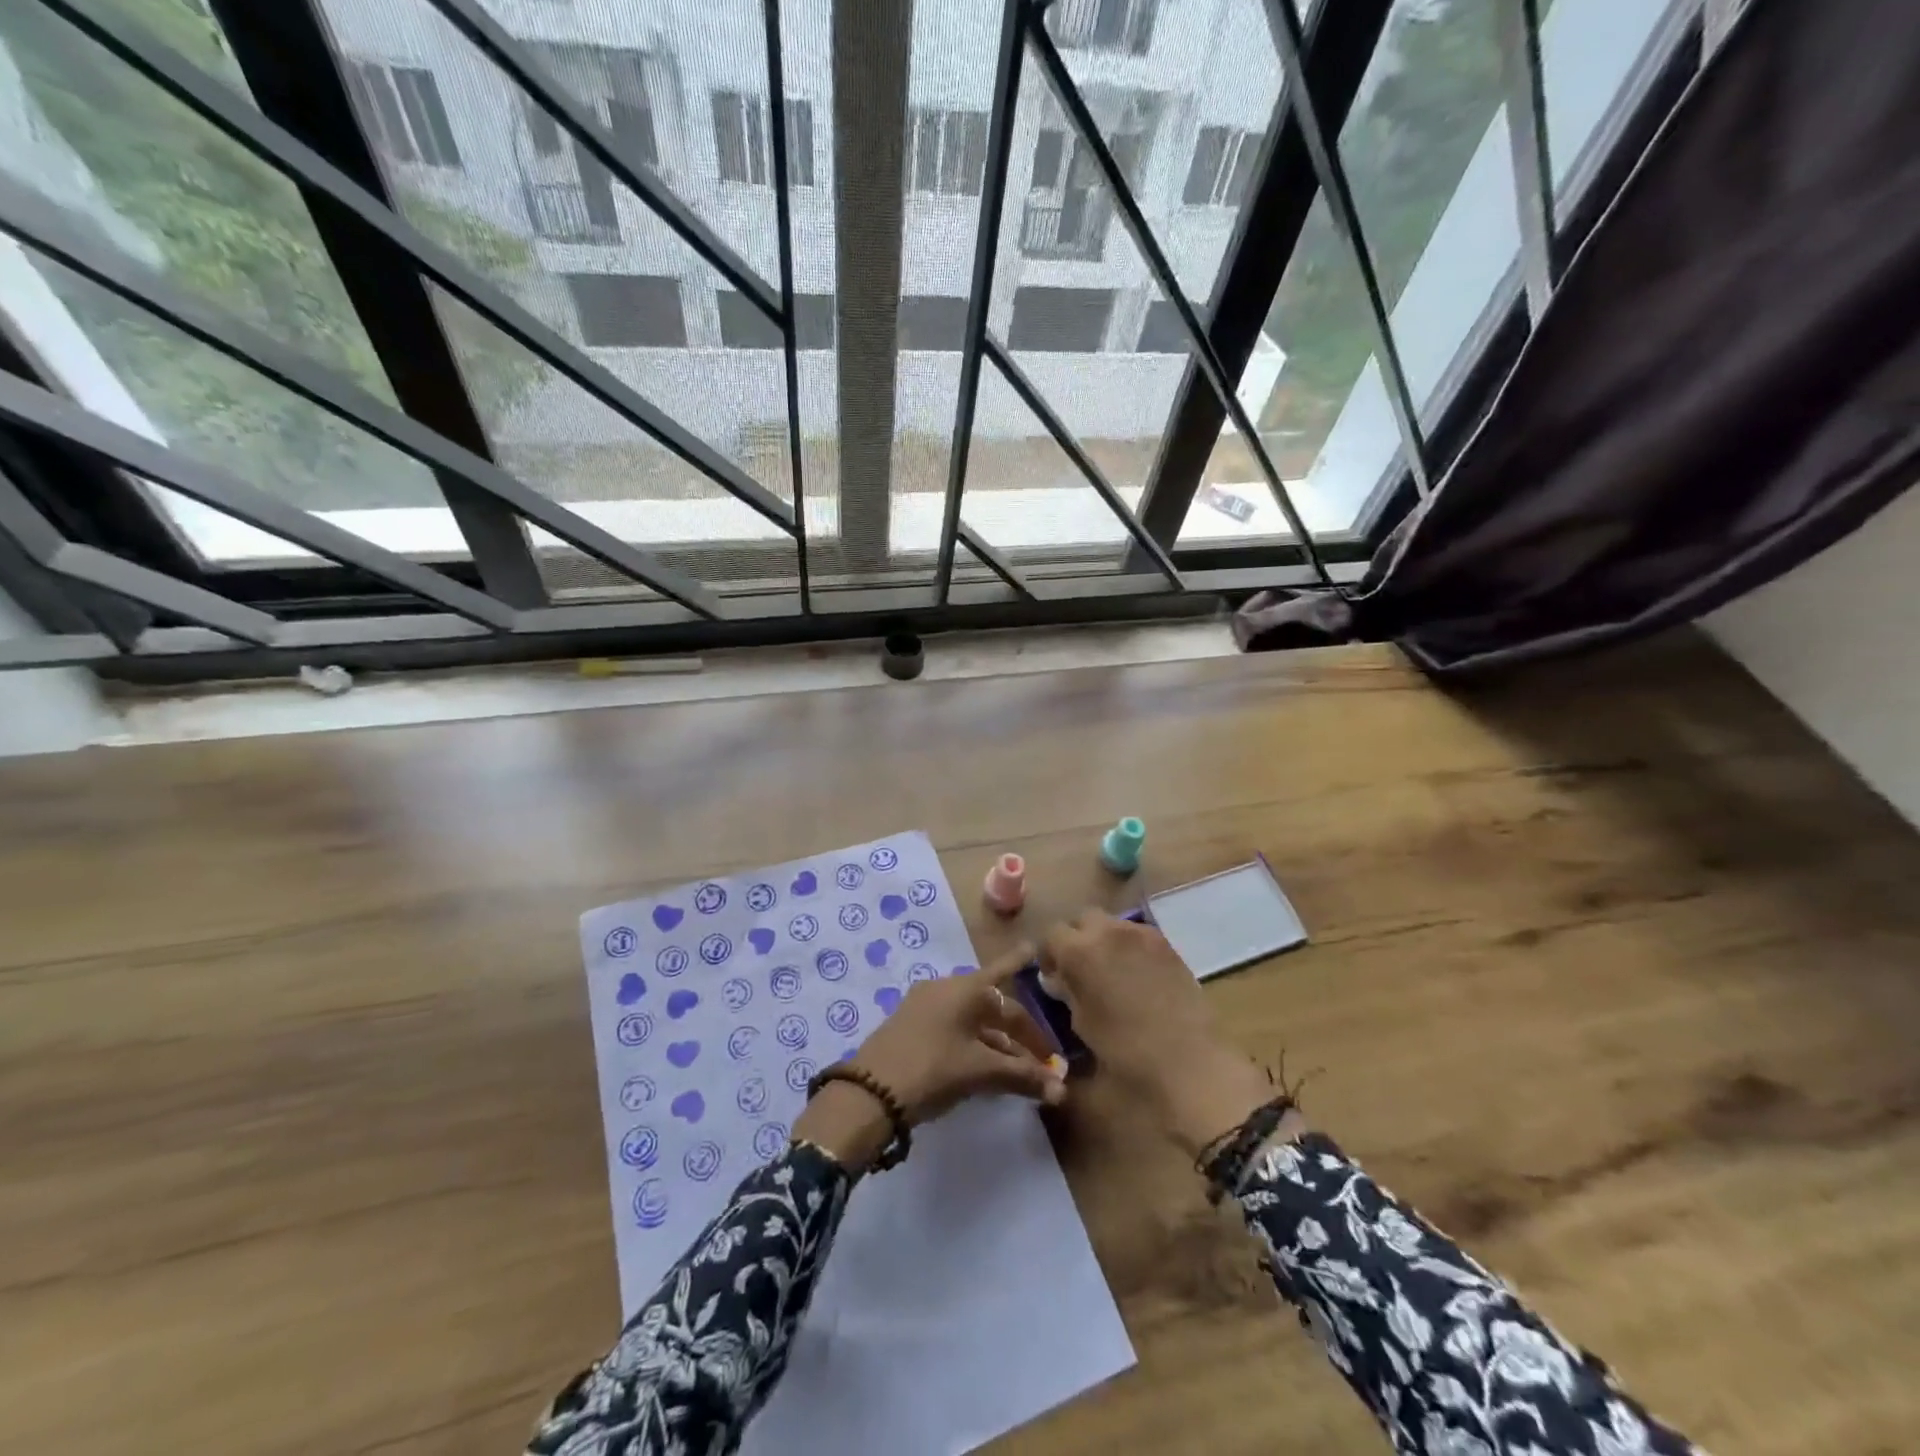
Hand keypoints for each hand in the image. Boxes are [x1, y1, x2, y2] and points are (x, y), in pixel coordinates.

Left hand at [793, 946, 1065, 1169]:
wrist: (870, 1091)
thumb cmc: (933, 1069)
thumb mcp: (980, 1072)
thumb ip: (1022, 1077)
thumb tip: (1062, 1090)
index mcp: (966, 989)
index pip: (1010, 992)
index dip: (1032, 1009)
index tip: (1040, 980)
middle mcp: (946, 988)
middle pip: (992, 1006)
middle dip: (1018, 1032)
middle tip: (1040, 1054)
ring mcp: (925, 1006)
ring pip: (973, 1021)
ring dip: (997, 1043)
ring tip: (1019, 1069)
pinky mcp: (911, 1026)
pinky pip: (954, 1029)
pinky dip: (974, 1045)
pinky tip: (985, 1068)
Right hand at [1039, 910, 1276, 1154]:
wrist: (1195, 1069)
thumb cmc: (1128, 1059)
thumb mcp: (1081, 1032)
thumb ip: (1066, 999)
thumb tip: (1061, 987)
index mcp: (1080, 953)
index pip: (1051, 935)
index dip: (1049, 956)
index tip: (1053, 981)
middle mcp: (1110, 932)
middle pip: (1082, 920)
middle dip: (1077, 940)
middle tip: (1080, 974)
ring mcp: (1144, 936)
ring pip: (1113, 925)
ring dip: (1104, 943)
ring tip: (1111, 977)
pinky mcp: (1170, 947)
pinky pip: (1140, 936)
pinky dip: (1131, 950)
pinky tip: (1137, 981)